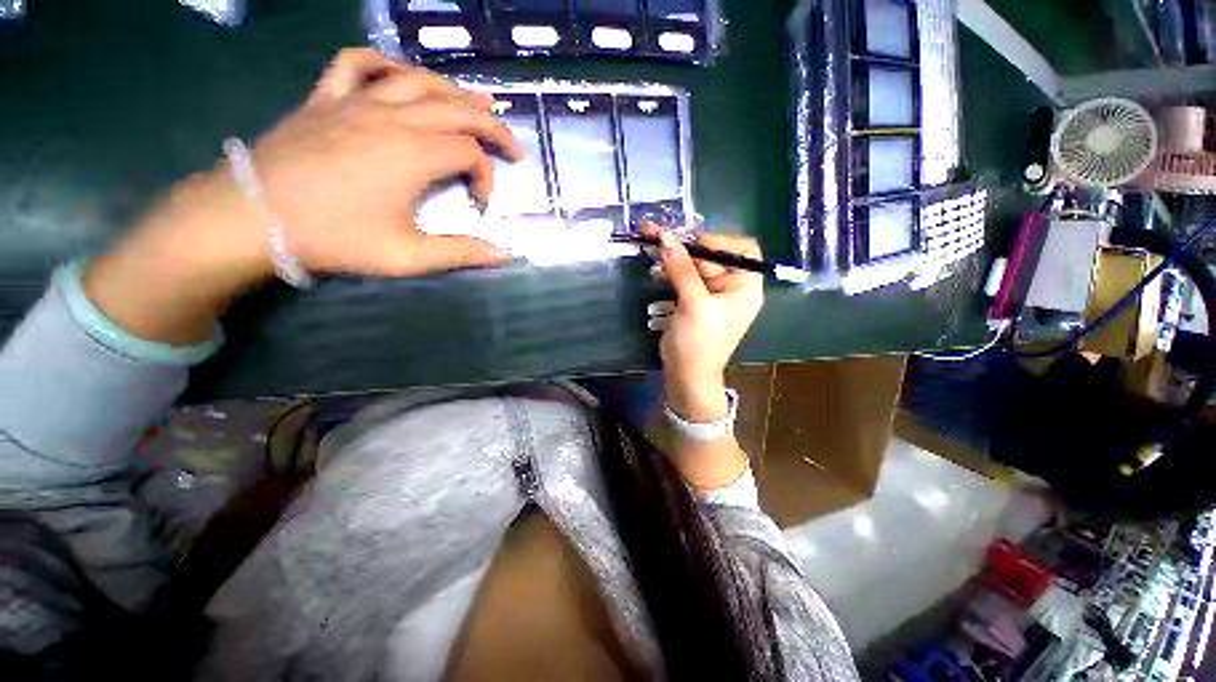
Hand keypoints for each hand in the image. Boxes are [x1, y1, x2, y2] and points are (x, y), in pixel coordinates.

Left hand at [85, 48, 520, 344]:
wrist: (253, 216)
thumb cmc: (334, 237)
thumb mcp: (407, 256)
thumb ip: (461, 252)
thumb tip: (504, 253)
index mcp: (414, 154)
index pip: (471, 152)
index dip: (487, 177)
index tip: (480, 205)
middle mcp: (393, 117)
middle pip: (457, 109)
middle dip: (492, 126)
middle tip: (511, 144)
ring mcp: (356, 100)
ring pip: (417, 80)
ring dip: (453, 90)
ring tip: (475, 102)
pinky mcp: (326, 97)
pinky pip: (357, 63)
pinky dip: (384, 62)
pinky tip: (399, 74)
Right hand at [643, 225, 763, 421]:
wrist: (686, 377)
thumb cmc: (698, 344)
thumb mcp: (693, 304)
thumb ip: (682, 269)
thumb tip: (666, 237)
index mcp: (745, 286)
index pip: (741, 249)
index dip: (717, 240)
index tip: (689, 241)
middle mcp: (732, 286)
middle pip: (713, 254)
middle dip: (686, 246)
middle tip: (657, 236)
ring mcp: (711, 293)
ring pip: (695, 264)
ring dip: (674, 255)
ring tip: (651, 246)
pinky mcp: (693, 299)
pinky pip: (684, 276)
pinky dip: (671, 269)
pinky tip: (656, 266)